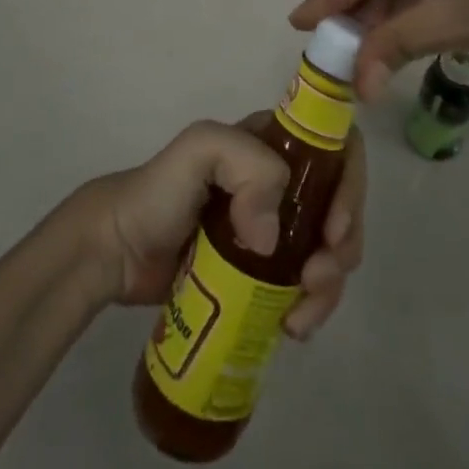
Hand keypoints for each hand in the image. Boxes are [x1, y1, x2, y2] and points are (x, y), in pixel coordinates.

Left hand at [72, 117, 366, 339]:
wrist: (118, 251)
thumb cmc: (159, 192)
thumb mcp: (200, 148)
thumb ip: (245, 164)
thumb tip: (271, 236)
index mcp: (274, 143)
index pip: (336, 148)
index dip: (350, 184)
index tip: (334, 227)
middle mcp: (284, 181)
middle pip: (341, 204)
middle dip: (345, 242)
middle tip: (317, 277)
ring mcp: (277, 228)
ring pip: (330, 248)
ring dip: (332, 282)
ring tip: (301, 314)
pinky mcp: (265, 270)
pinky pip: (307, 284)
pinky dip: (313, 305)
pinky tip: (292, 325)